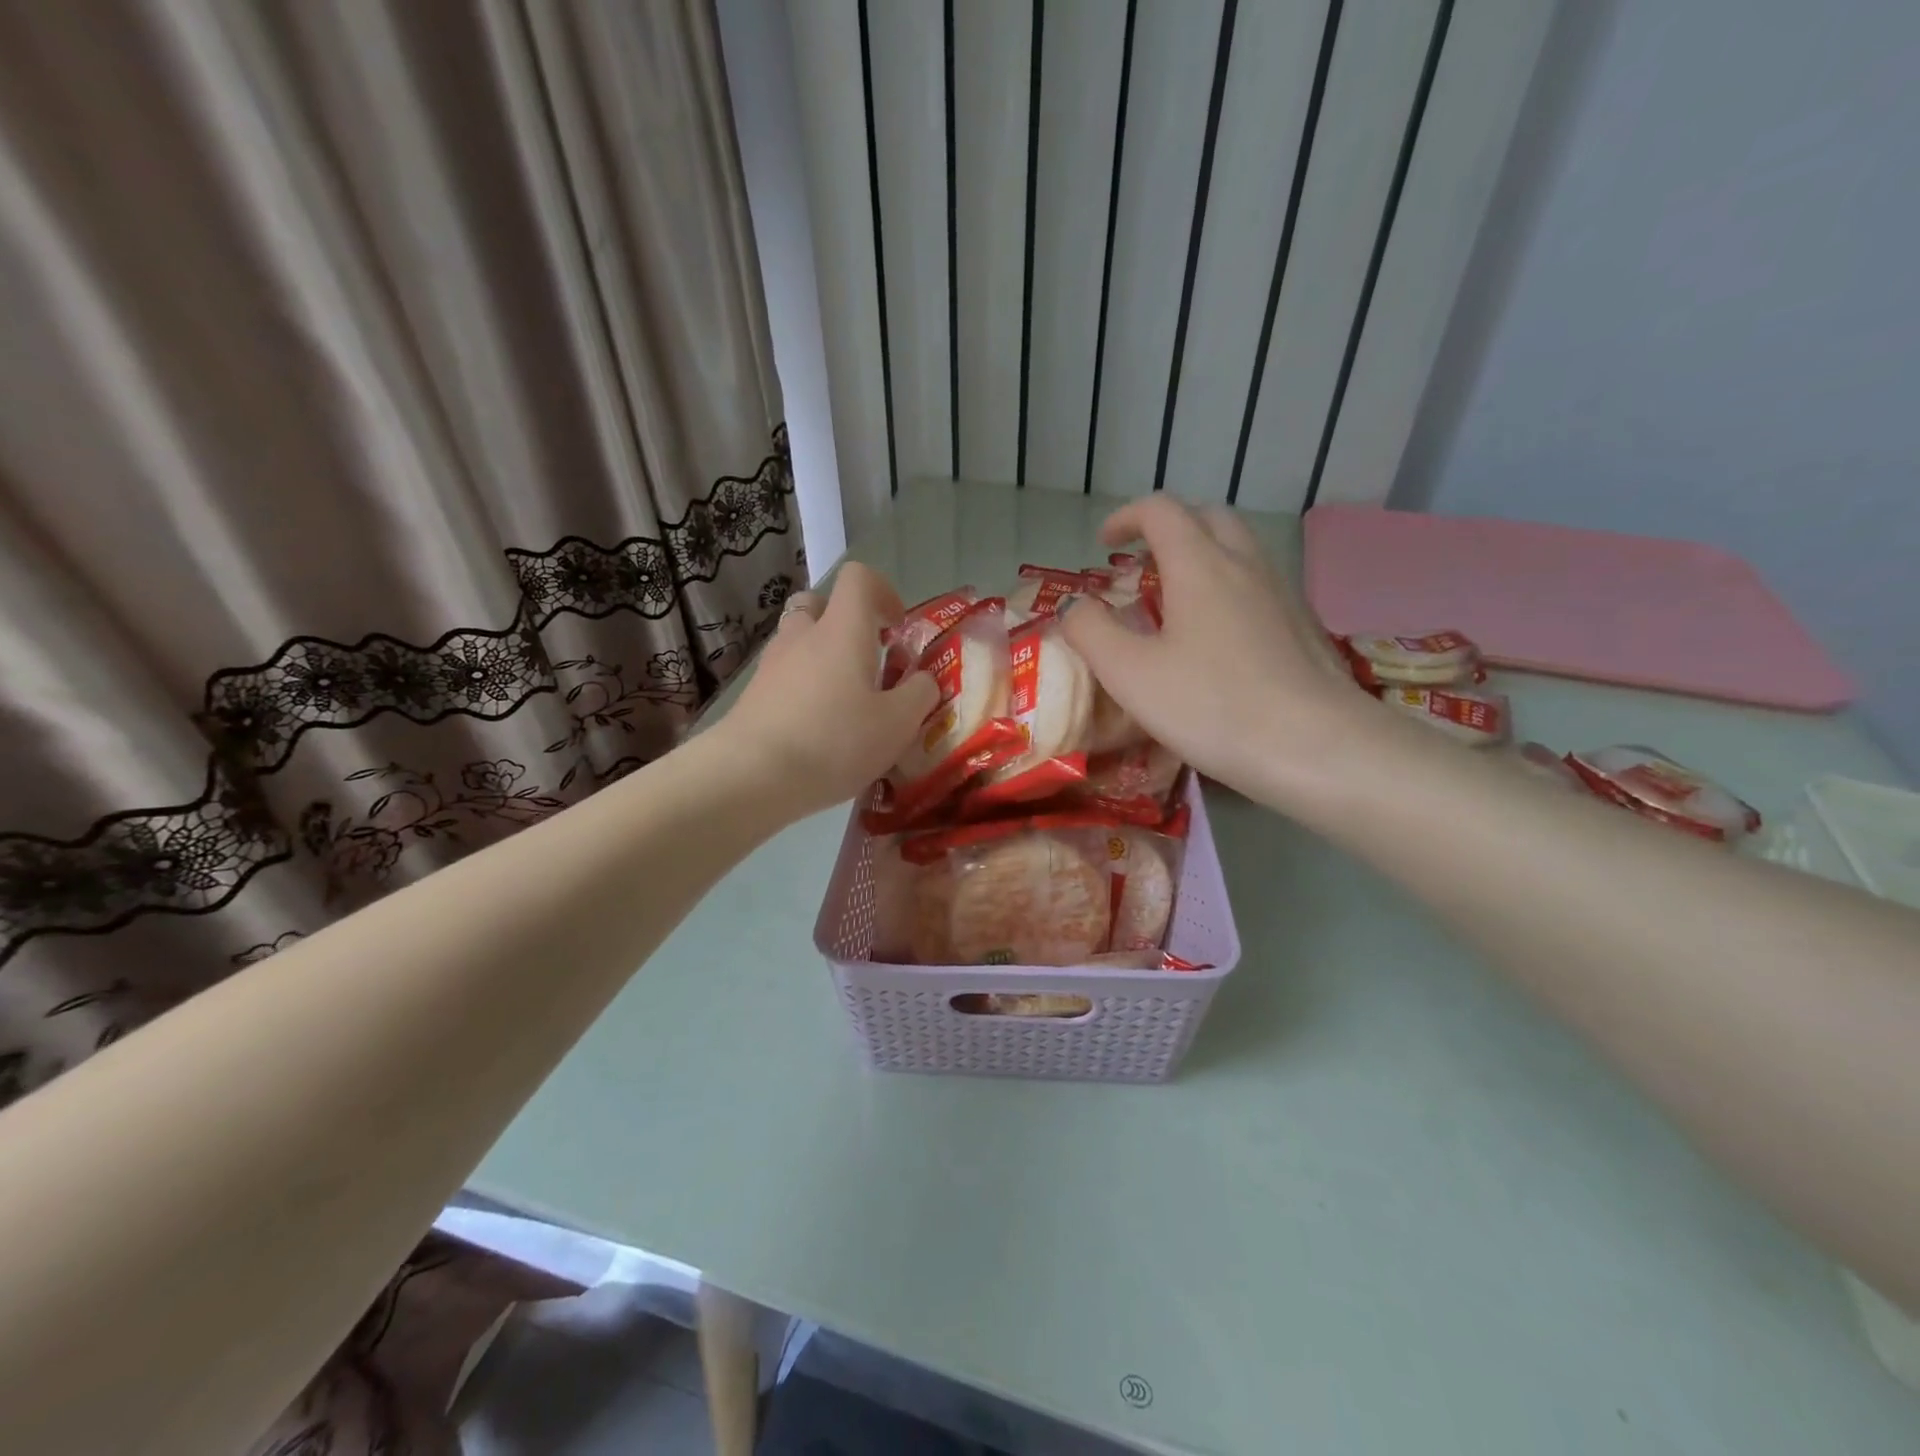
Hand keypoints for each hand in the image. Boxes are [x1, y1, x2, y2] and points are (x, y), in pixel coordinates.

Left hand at [721, 563, 939, 816]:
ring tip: (845, 704)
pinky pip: (784, 678)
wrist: (752, 776)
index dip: (883, 592)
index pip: (858, 578)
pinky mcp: (752, 696)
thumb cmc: (834, 741)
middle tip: (867, 661)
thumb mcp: (898, 724)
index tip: (897, 630)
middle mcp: (803, 636)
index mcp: (842, 630)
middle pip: (819, 605)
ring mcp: (772, 665)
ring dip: (822, 659)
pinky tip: (818, 732)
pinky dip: (803, 690)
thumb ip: (919, 694)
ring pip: (799, 643)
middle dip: (845, 624)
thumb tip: (922, 680)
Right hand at [1059, 497, 1372, 806]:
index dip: (1126, 517)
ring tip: (1175, 602)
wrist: (1315, 747)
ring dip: (1202, 556)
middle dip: (1169, 529)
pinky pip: (1258, 584)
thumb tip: (1074, 607)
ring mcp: (1281, 593)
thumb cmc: (1212, 706)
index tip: (1104, 544)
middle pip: (1208, 517)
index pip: (1161, 510)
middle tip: (1143, 566)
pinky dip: (1228, 588)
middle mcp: (1245, 564)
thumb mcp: (1130, 674)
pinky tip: (1218, 639)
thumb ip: (1090, 632)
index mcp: (1200, 565)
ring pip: (1239, 549)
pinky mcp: (1303, 626)